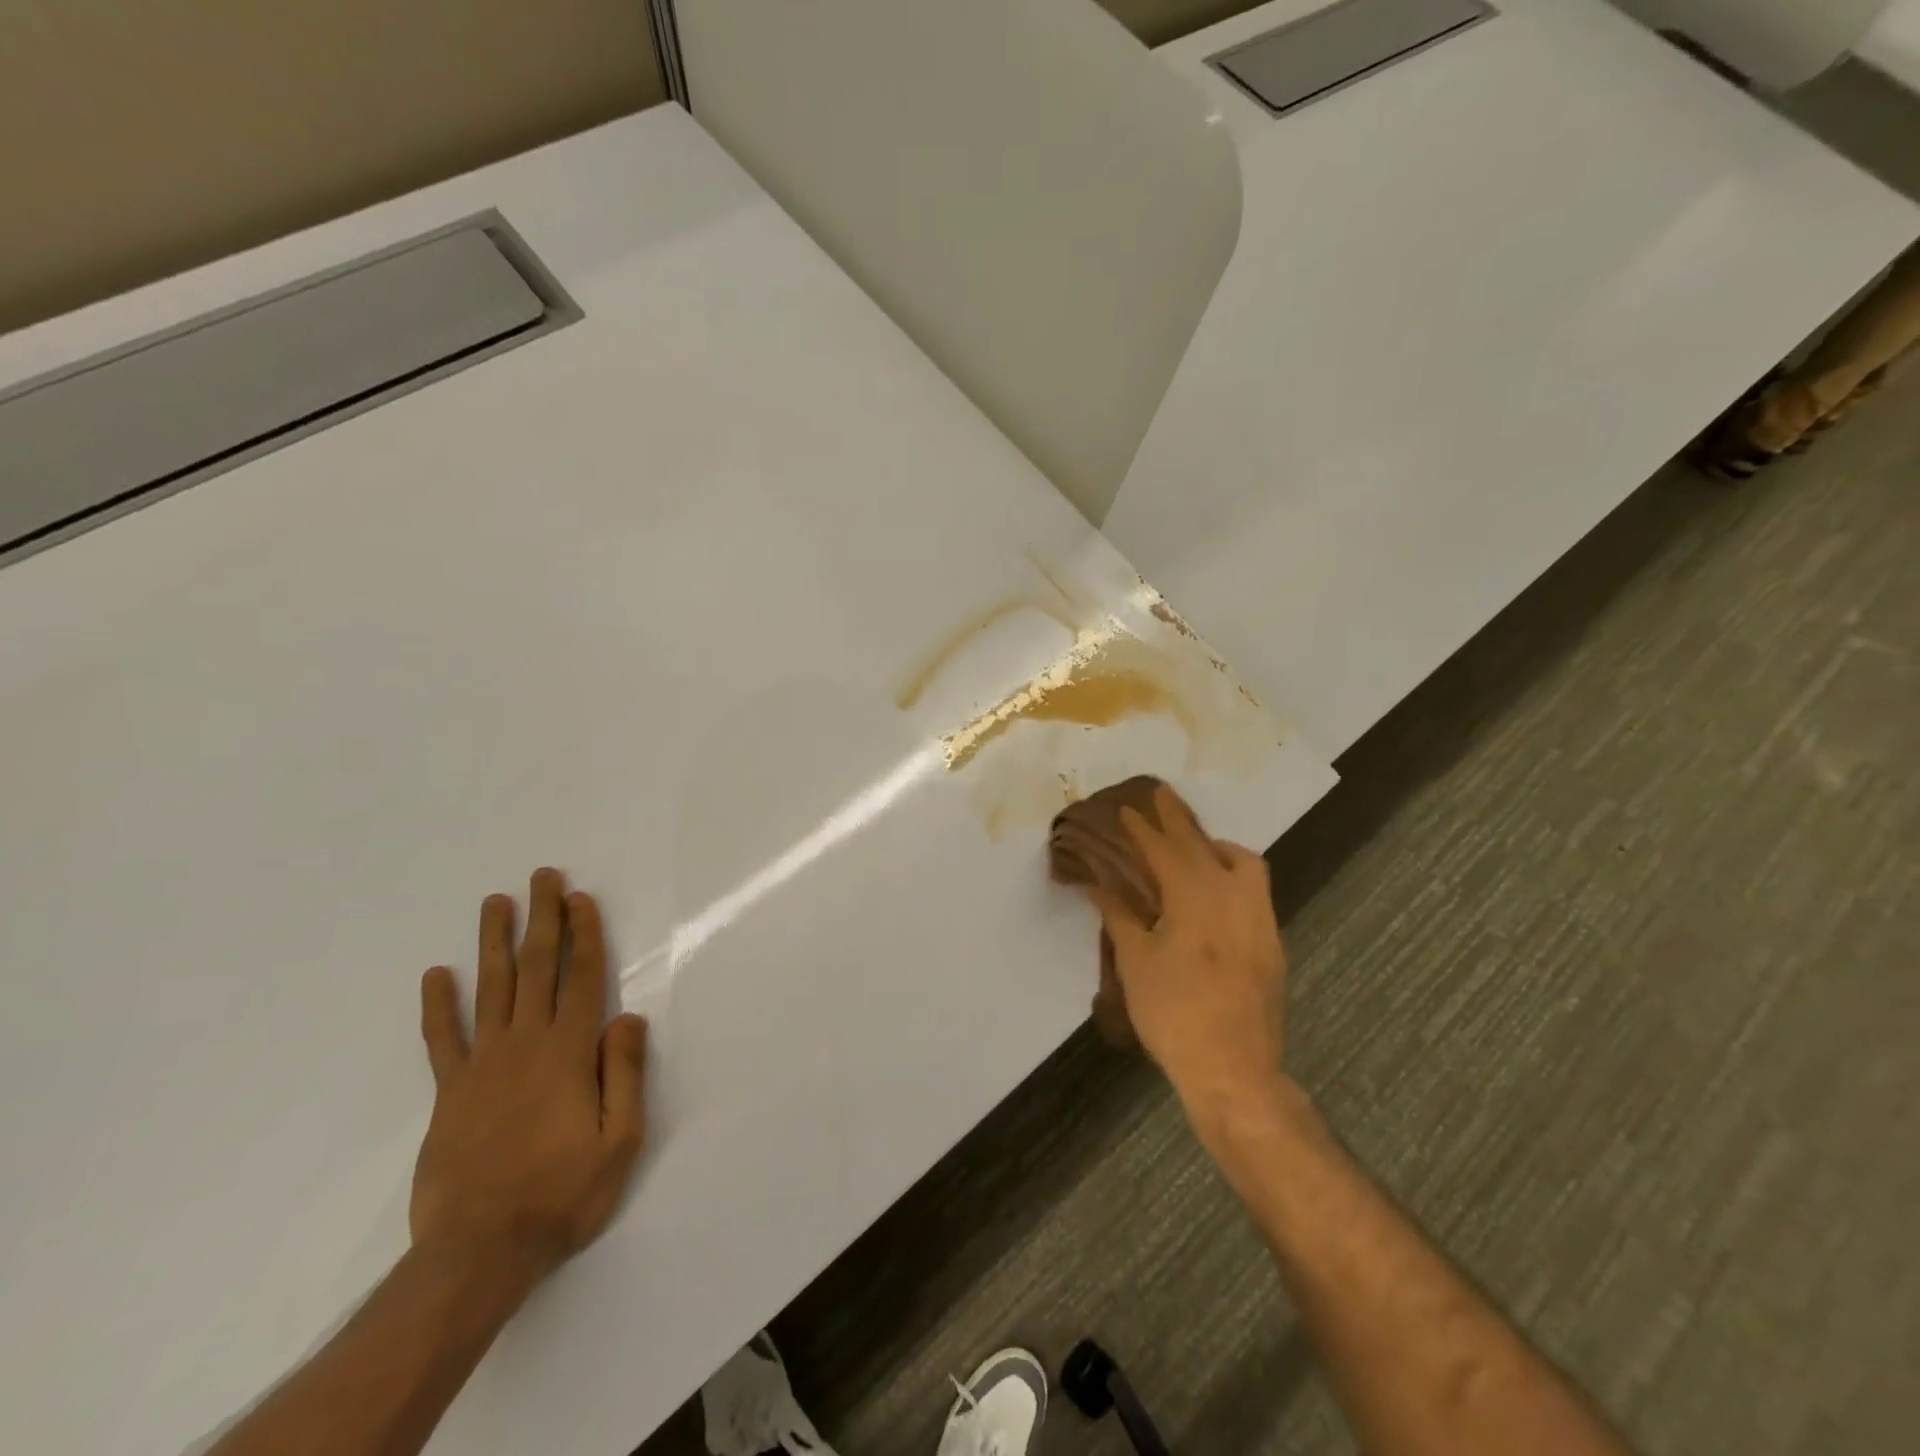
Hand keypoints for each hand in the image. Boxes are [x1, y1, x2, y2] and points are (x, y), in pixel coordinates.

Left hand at [411, 869, 648, 1282]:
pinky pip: (442, 1039)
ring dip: (494, 942)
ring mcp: (482, 1065)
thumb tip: (628, 1016)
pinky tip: (436, 975)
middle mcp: (525, 1044)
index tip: (579, 897)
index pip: (581, 977)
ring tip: (496, 902)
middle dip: (542, 919)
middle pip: (535, 968)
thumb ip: (624, 1073)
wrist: (480, 1252)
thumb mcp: (620, 1139)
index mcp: (569, 1052)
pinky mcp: (450, 1093)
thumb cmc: (563, 1193)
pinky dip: (438, 1005)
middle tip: (542, 877)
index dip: (583, 933)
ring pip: (489, 989)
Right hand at [1086, 784, 1287, 1114]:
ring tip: (1193, 849)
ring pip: (1244, 862)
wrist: (1233, 1069)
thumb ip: (1119, 915)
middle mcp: (1233, 896)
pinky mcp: (1273, 941)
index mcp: (1195, 897)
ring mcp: (1260, 918)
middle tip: (1160, 795)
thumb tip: (1098, 884)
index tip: (1125, 808)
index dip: (1142, 828)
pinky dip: (1233, 874)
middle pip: (1203, 844)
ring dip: (1215, 845)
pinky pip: (1255, 889)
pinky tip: (1215, 895)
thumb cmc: (1173, 1012)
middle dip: (1178, 819)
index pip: (1165, 849)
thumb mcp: (1135, 962)